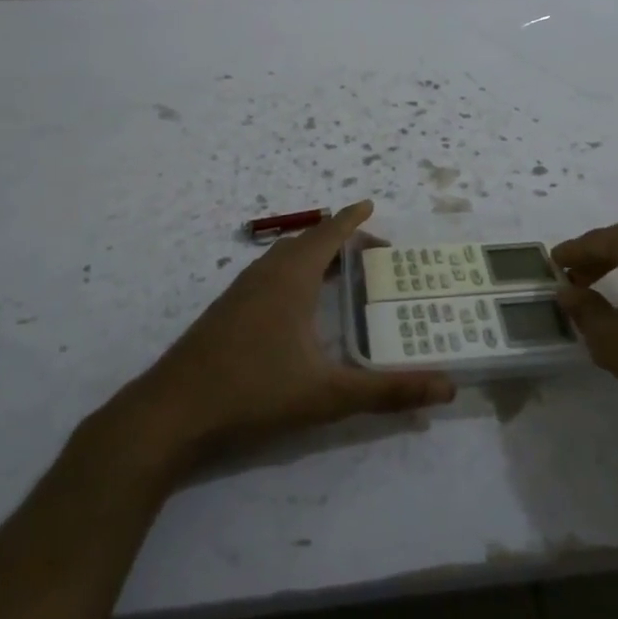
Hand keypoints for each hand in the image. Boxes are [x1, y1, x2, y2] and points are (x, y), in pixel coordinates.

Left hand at [123, 200, 455, 468]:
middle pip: (307, 243)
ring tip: (342, 275)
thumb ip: (387, 391)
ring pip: (284, 259)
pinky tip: (299, 307)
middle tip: (373, 254)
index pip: (327, 234)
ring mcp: (240, 292)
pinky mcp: (226, 312)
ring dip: (315, 257)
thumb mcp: (328, 395)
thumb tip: (447, 386)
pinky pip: (269, 276)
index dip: (352, 219)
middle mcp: (265, 274)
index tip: (371, 204)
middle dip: (340, 241)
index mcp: (291, 278)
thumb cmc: (253, 392)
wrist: (170, 414)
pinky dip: (294, 274)